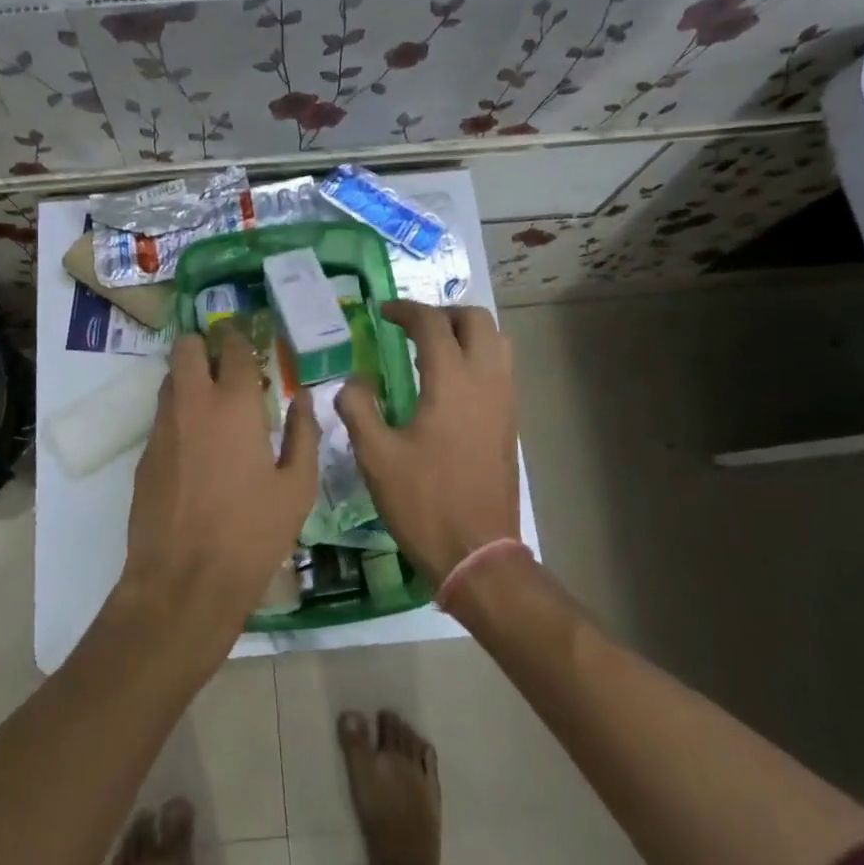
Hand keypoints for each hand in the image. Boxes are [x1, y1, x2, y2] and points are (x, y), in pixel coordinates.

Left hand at [118, 323, 317, 651]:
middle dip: (204, 345)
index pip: (233, 347)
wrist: (184, 581)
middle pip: (186, 347)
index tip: (247, 340)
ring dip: (190, 377)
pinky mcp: (145, 454)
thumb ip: (304, 434)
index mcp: (235, 405)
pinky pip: (162, 415)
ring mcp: (162, 427)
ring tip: (214, 402)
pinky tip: (197, 444)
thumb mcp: (297, 488)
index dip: (239, 337)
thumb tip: (303, 399)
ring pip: (170, 378)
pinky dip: (179, 413)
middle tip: (226, 363)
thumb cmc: (252, 534)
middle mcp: (193, 403)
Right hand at [335, 302, 519, 584]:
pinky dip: (477, 356)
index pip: (432, 324)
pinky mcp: (510, 421)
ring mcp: (505, 401)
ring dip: (465, 333)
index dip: (405, 310)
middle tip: (411, 328)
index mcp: (452, 383)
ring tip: (432, 350)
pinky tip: (448, 385)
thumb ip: (358, 408)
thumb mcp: (375, 456)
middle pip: (476, 320)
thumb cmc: (423, 503)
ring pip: (497, 341)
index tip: (382, 313)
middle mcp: (486, 381)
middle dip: (442, 313)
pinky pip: (501, 368)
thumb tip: (353, 380)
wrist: (478, 553)